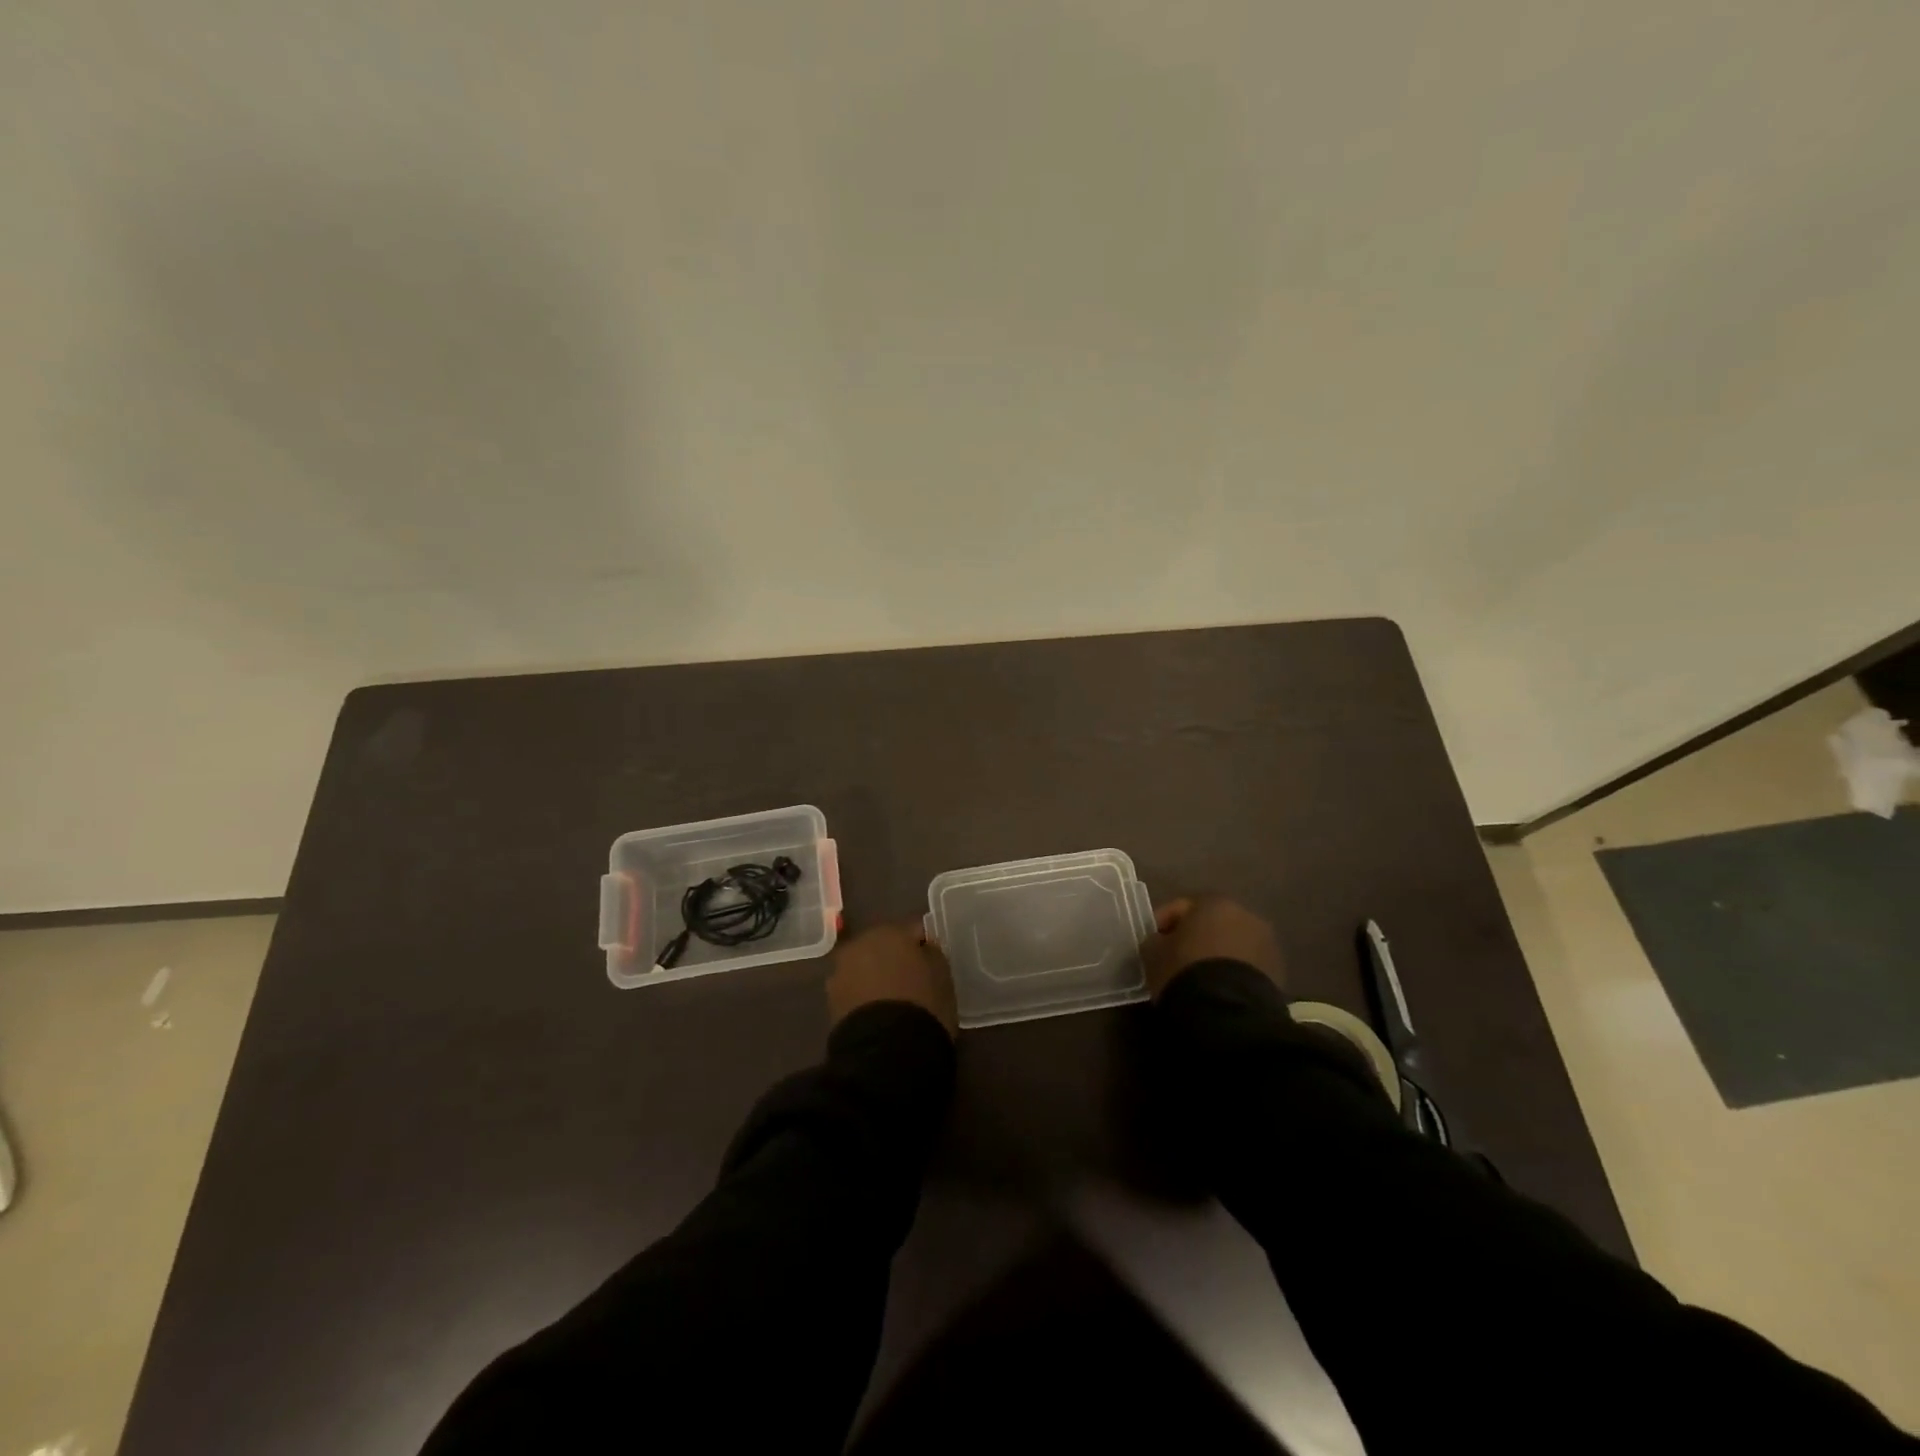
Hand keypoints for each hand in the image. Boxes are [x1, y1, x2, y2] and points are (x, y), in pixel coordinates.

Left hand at [826, 922, 957, 1037]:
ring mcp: (841, 972)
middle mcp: (860, 943)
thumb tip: (922, 948)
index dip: (923, 948)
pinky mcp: (830, 1001)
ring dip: (875, 978)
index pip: (913, 931)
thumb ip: (932, 953)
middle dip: (894, 960)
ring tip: (892, 1002)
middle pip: (882, 947)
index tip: (932, 964)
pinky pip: (853, 992)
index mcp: (890, 931)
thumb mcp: (943, 975)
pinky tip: (877, 1015)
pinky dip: (863, 998)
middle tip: (910, 982)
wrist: (885, 1050)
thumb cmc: (923, 1004)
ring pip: (864, 968)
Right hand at [1141, 895, 1284, 998]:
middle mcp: (1244, 914)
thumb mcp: (1153, 952)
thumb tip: (1161, 942)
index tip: (1151, 944)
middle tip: (1174, 960)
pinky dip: (1232, 973)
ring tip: (1198, 979)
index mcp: (1213, 902)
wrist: (1228, 1012)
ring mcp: (1266, 943)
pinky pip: (1245, 966)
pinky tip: (1217, 990)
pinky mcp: (1278, 972)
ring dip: (1215, 956)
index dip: (1161, 924)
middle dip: (1193, 939)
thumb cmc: (1184, 970)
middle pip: (1210, 924)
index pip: (1180, 908)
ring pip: (1231, 945)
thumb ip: (1155, 940)